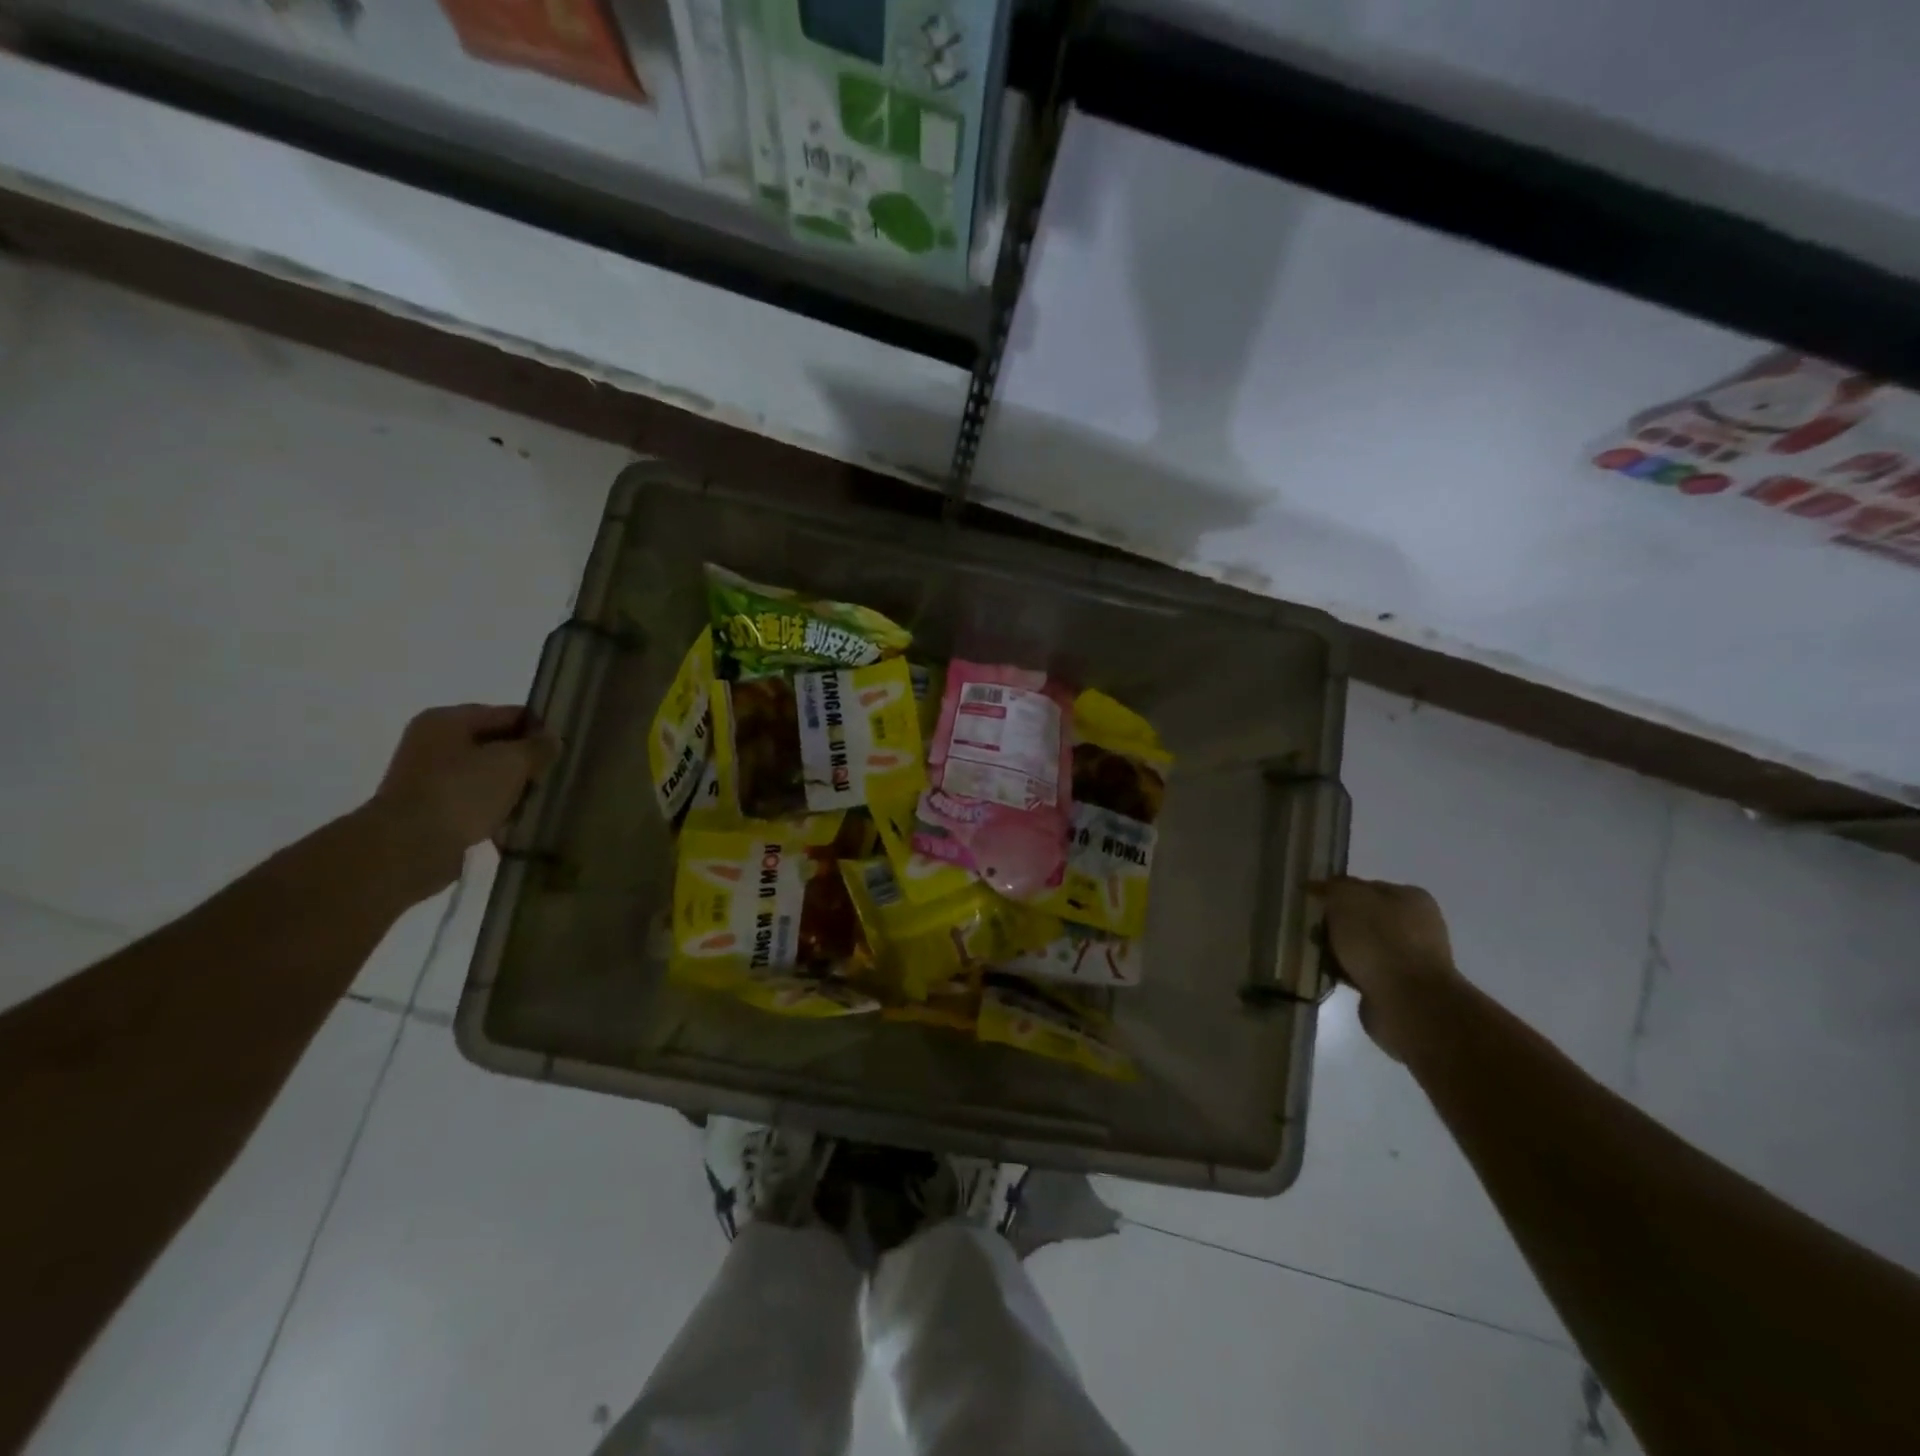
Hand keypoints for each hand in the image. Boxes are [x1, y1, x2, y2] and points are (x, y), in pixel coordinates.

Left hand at [367, 704, 560, 897]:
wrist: (409, 848)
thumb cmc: (462, 792)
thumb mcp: (512, 763)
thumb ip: (538, 747)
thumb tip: (552, 739)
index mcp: (447, 720)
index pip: (506, 714)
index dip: (538, 728)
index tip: (563, 748)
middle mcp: (432, 743)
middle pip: (494, 745)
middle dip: (524, 761)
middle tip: (552, 776)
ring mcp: (428, 778)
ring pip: (485, 775)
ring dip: (510, 788)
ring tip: (535, 802)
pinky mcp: (430, 810)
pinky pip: (473, 802)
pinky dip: (494, 809)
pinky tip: (513, 822)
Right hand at [1317, 877, 1463, 1061]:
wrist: (1408, 1003)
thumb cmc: (1379, 941)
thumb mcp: (1347, 899)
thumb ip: (1331, 888)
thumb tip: (1316, 887)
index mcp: (1411, 897)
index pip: (1364, 887)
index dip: (1335, 892)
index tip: (1310, 903)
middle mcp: (1416, 925)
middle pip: (1363, 917)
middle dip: (1336, 924)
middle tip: (1310, 929)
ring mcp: (1410, 959)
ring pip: (1361, 946)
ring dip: (1339, 950)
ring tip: (1315, 954)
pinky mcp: (1400, 988)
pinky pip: (1363, 972)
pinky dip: (1346, 973)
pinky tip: (1329, 974)